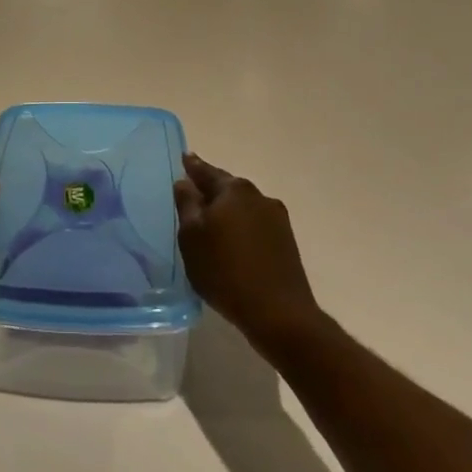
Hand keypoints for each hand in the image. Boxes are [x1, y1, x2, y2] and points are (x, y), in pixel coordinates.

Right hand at [174, 153, 322, 350]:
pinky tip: (233, 243)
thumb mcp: (192, 237)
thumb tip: (184, 182)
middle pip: (227, 187)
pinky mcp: (286, 241)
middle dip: (211, 189)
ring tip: (212, 222)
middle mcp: (258, 196)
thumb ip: (186, 204)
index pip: (206, 171)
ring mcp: (276, 218)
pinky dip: (242, 227)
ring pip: (243, 206)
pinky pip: (255, 225)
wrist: (279, 313)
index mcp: (233, 190)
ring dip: (228, 210)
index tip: (184, 158)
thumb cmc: (225, 271)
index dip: (192, 166)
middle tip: (193, 193)